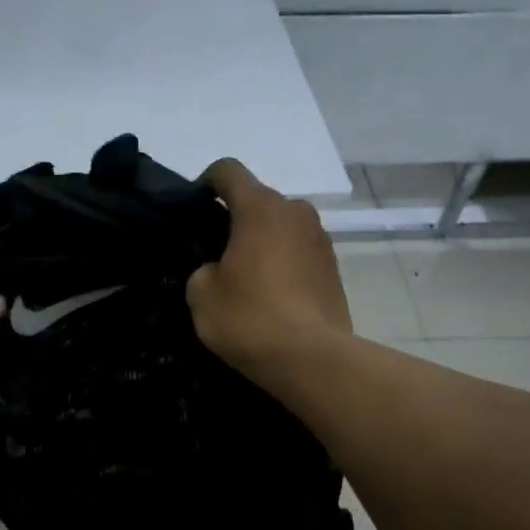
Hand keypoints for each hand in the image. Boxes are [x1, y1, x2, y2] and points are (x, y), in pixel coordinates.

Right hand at [187, 158, 351, 373]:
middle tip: (215, 254)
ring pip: (282, 228)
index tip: (194, 210)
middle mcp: (295, 212)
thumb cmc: (250, 317)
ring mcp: (320, 239)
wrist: (312, 359)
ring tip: (245, 280)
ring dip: (263, 243)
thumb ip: (203, 269)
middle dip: (236, 220)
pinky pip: (299, 253)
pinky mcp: (335, 269)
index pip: (228, 171)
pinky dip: (283, 265)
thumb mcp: (201, 294)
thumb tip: (218, 270)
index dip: (206, 183)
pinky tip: (271, 297)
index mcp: (260, 207)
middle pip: (258, 201)